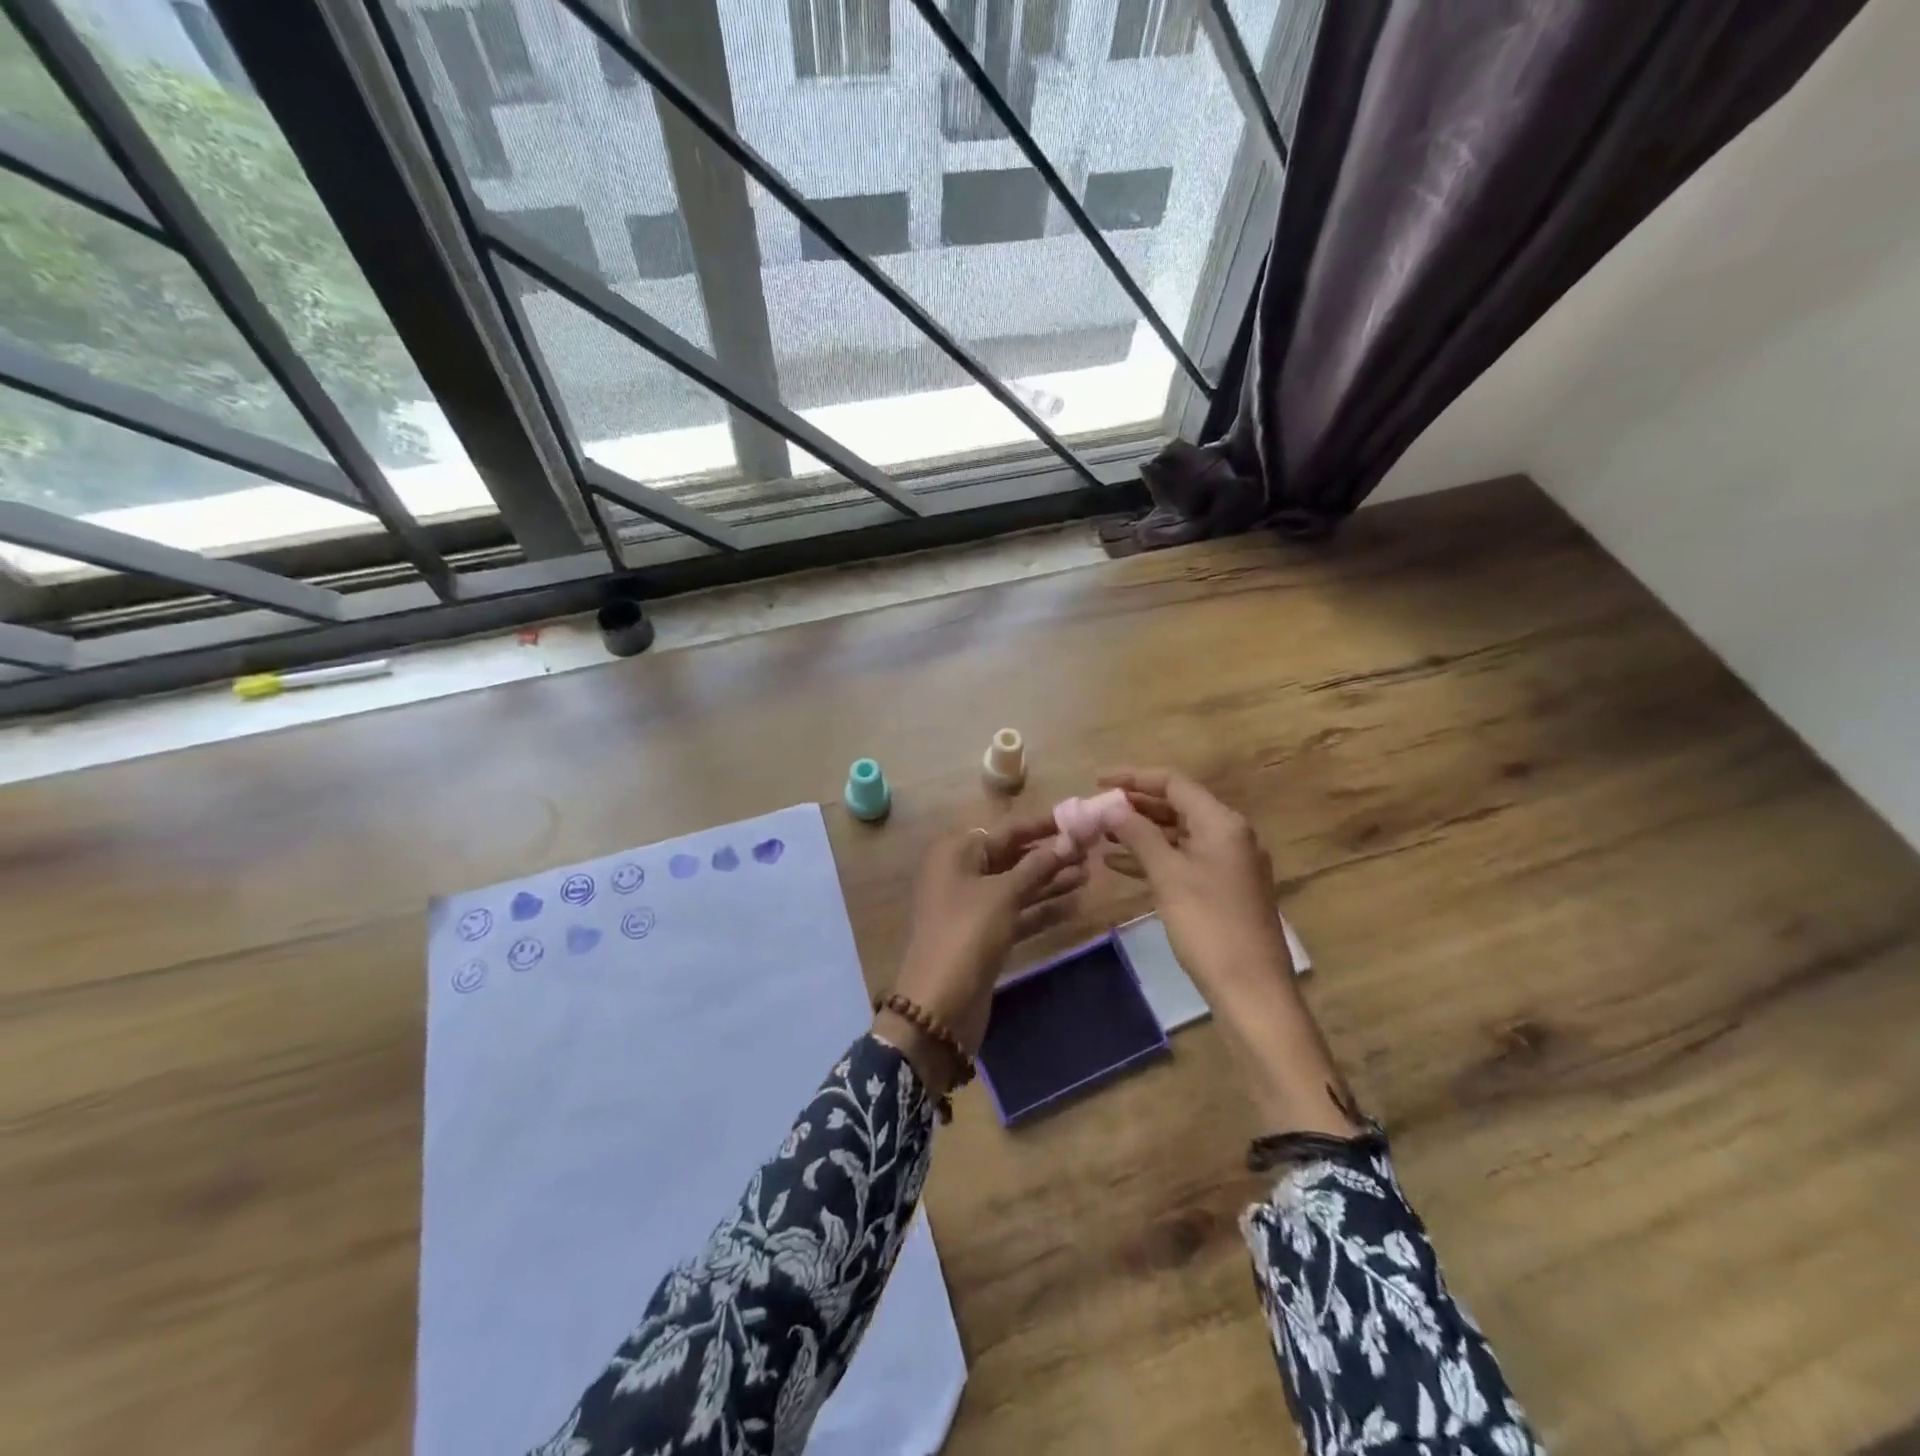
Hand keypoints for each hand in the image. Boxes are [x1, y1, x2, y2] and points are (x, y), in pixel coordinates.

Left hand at [880, 814, 1085, 1092]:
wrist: (939, 1005)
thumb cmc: (967, 933)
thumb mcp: (1003, 894)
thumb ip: (1036, 866)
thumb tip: (1067, 841)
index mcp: (956, 853)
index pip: (1006, 830)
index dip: (1042, 825)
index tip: (1078, 820)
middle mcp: (961, 873)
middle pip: (1012, 857)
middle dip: (1050, 854)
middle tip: (1091, 850)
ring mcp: (972, 907)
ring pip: (1017, 886)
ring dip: (1050, 881)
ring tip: (1089, 874)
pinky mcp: (984, 935)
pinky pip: (1017, 913)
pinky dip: (1042, 908)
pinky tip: (1075, 904)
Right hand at [1096, 767, 1293, 996]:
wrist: (1251, 989)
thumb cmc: (1208, 924)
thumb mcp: (1167, 875)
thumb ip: (1138, 834)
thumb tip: (1109, 807)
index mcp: (1221, 822)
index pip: (1173, 783)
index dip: (1133, 778)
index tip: (1097, 781)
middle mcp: (1229, 834)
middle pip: (1177, 806)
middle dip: (1135, 807)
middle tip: (1097, 810)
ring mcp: (1228, 863)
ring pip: (1178, 835)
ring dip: (1141, 833)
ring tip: (1102, 835)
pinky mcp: (1223, 889)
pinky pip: (1183, 860)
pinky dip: (1154, 858)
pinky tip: (1119, 865)